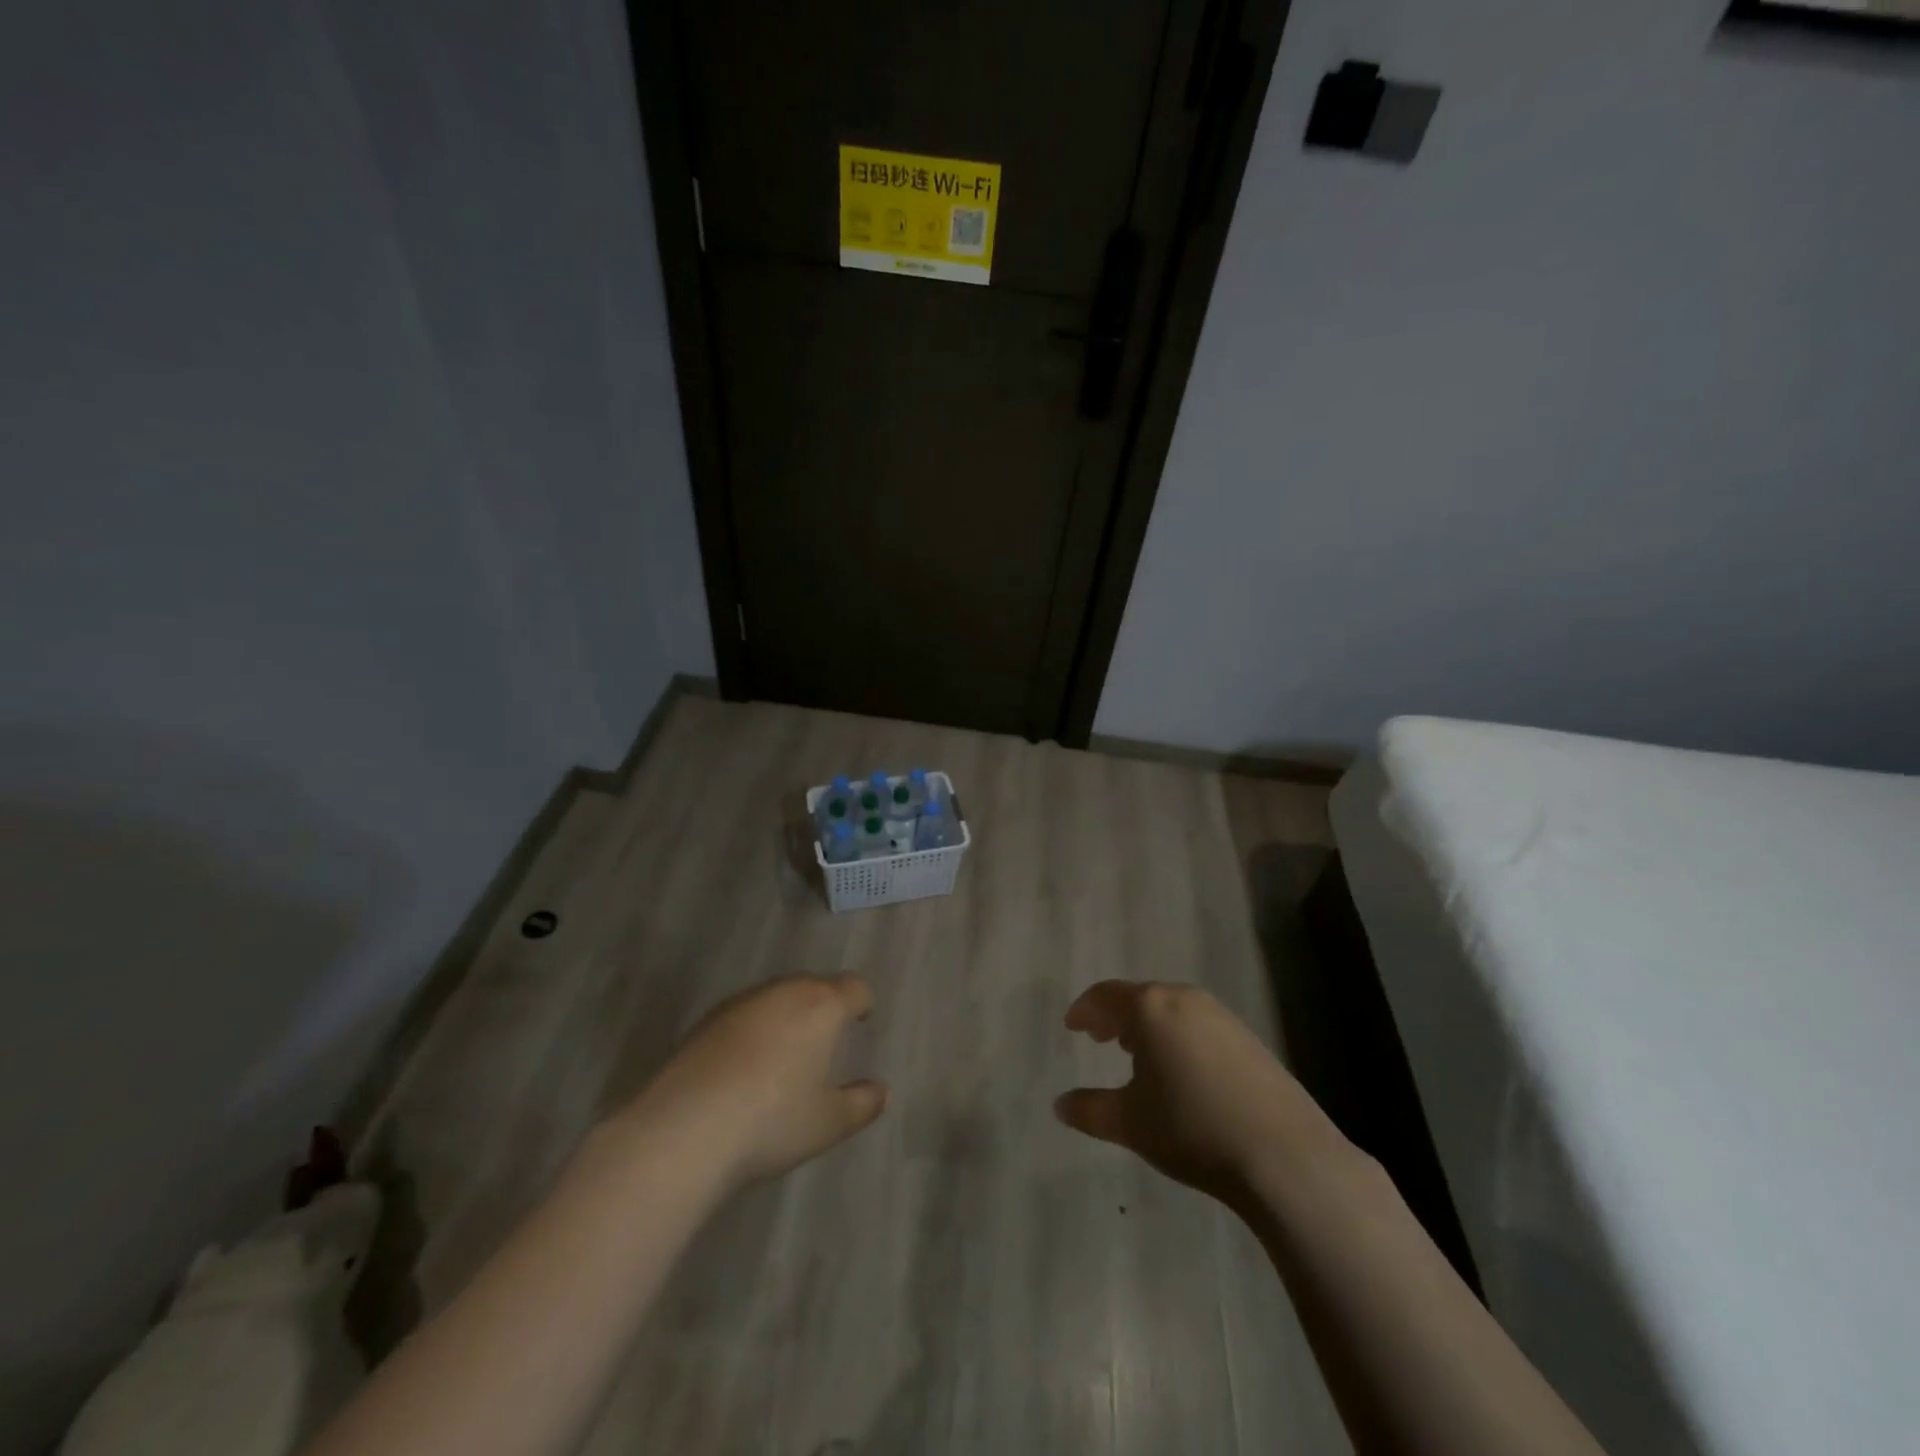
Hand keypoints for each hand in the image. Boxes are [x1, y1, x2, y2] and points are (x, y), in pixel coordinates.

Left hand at [625, 975, 886, 1188]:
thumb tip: (881, 1091)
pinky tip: (743, 1067)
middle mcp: (783, 992)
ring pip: (775, 997)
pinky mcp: (705, 1020)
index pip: (853, 987)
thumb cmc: (771, 1121)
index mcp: (821, 1006)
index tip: (861, 1020)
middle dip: (823, 1005)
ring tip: (784, 1053)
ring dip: (786, 1015)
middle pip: (813, 985)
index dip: (861, 1002)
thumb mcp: (828, 1123)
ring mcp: (741, 1002)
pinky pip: (744, 1014)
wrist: (682, 1129)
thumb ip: (862, 1103)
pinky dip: (753, 1030)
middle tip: (825, 1038)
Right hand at [1055, 980, 1328, 1200]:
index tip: (1072, 1026)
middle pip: (1140, 997)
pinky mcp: (1248, 1039)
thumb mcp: (1130, 1123)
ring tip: (1135, 1053)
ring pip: (1171, 1010)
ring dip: (1148, 1026)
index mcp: (1149, 1007)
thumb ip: (1089, 1110)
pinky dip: (1177, 1036)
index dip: (1085, 1009)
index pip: (1106, 995)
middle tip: (1098, 1037)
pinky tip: (1180, 1070)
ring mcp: (1221, 1016)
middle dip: (1115, 1016)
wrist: (1282, 1155)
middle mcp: (1184, 999)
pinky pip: (1198, 1025)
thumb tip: (1060, 1105)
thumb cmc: (1191, 1128)